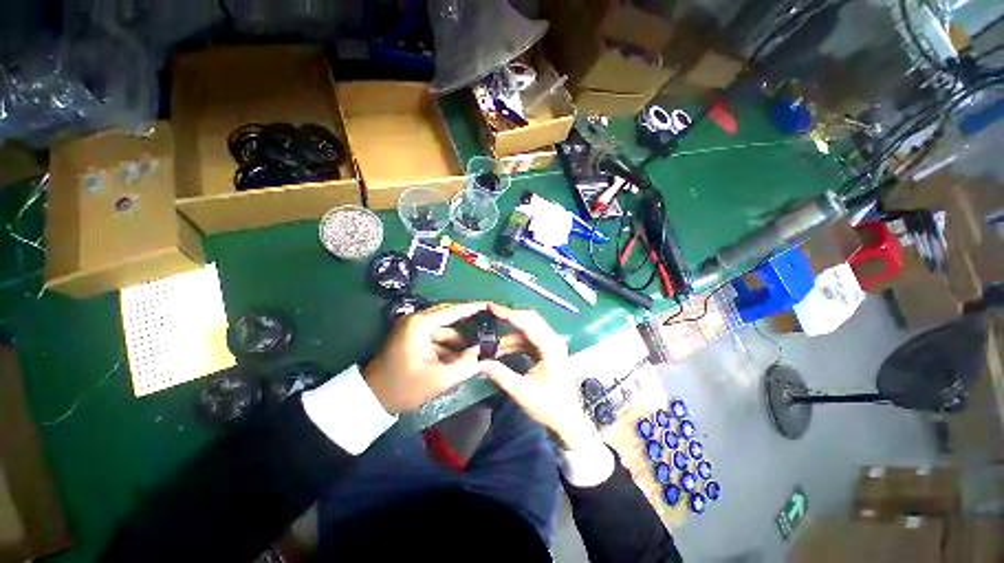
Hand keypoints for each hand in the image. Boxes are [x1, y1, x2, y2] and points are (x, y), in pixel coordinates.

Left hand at [364, 301, 487, 412]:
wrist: (372, 399)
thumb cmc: (403, 388)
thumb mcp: (438, 379)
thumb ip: (465, 365)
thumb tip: (482, 353)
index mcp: (420, 325)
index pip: (453, 311)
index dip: (473, 308)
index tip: (489, 305)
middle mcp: (416, 320)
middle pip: (449, 316)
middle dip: (467, 324)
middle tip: (487, 326)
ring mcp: (413, 328)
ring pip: (443, 328)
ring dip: (457, 340)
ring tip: (475, 350)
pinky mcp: (412, 337)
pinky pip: (436, 336)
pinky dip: (447, 345)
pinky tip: (459, 357)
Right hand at [477, 303, 597, 449]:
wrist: (568, 421)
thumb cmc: (549, 407)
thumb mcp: (522, 391)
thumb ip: (500, 374)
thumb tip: (479, 363)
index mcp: (551, 347)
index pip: (527, 323)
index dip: (508, 314)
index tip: (491, 307)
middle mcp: (553, 341)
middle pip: (529, 320)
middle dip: (509, 318)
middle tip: (489, 315)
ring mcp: (551, 345)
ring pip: (528, 330)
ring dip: (509, 335)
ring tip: (490, 343)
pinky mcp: (547, 351)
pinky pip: (528, 340)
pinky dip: (514, 343)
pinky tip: (501, 349)